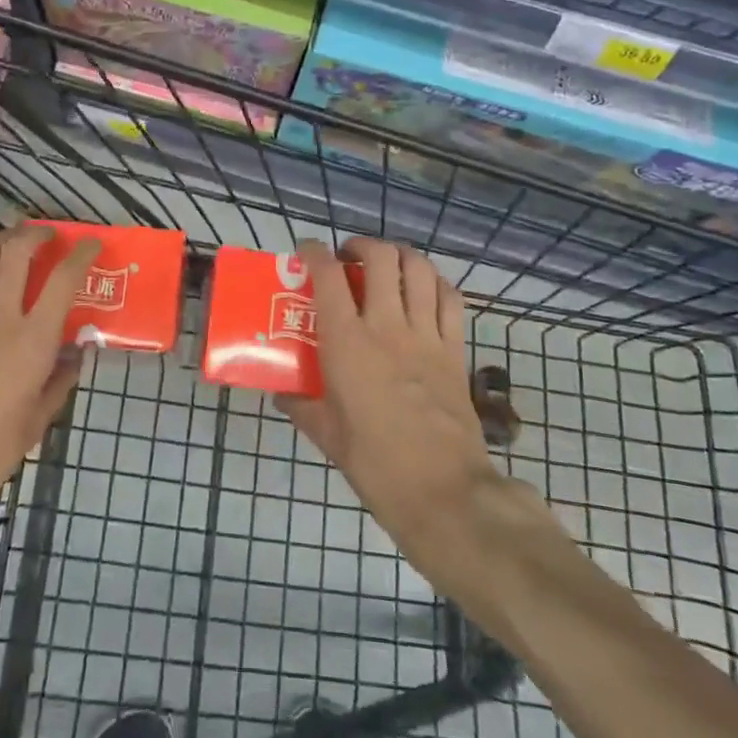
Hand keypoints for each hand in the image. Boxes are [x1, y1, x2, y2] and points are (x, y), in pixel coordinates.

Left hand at [0, 224, 100, 526]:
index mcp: (31, 339)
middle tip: (49, 235)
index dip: (81, 253)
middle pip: (16, 249)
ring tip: (16, 240)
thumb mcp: (39, 419)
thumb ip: (60, 379)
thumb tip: (74, 353)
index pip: (63, 278)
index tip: (92, 243)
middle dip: (36, 233)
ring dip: (3, 237)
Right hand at [279, 238, 504, 584]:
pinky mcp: (455, 349)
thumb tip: (282, 395)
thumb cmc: (375, 463)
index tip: (307, 250)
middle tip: (350, 258)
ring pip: (418, 269)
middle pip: (380, 258)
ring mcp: (426, 335)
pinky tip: (424, 291)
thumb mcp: (327, 436)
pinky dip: (436, 283)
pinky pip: (450, 299)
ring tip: (387, 265)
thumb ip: (302, 407)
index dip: (315, 252)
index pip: (328, 276)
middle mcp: (386, 326)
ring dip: (400, 256)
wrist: (443, 491)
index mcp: (347, 342)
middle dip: (361, 246)